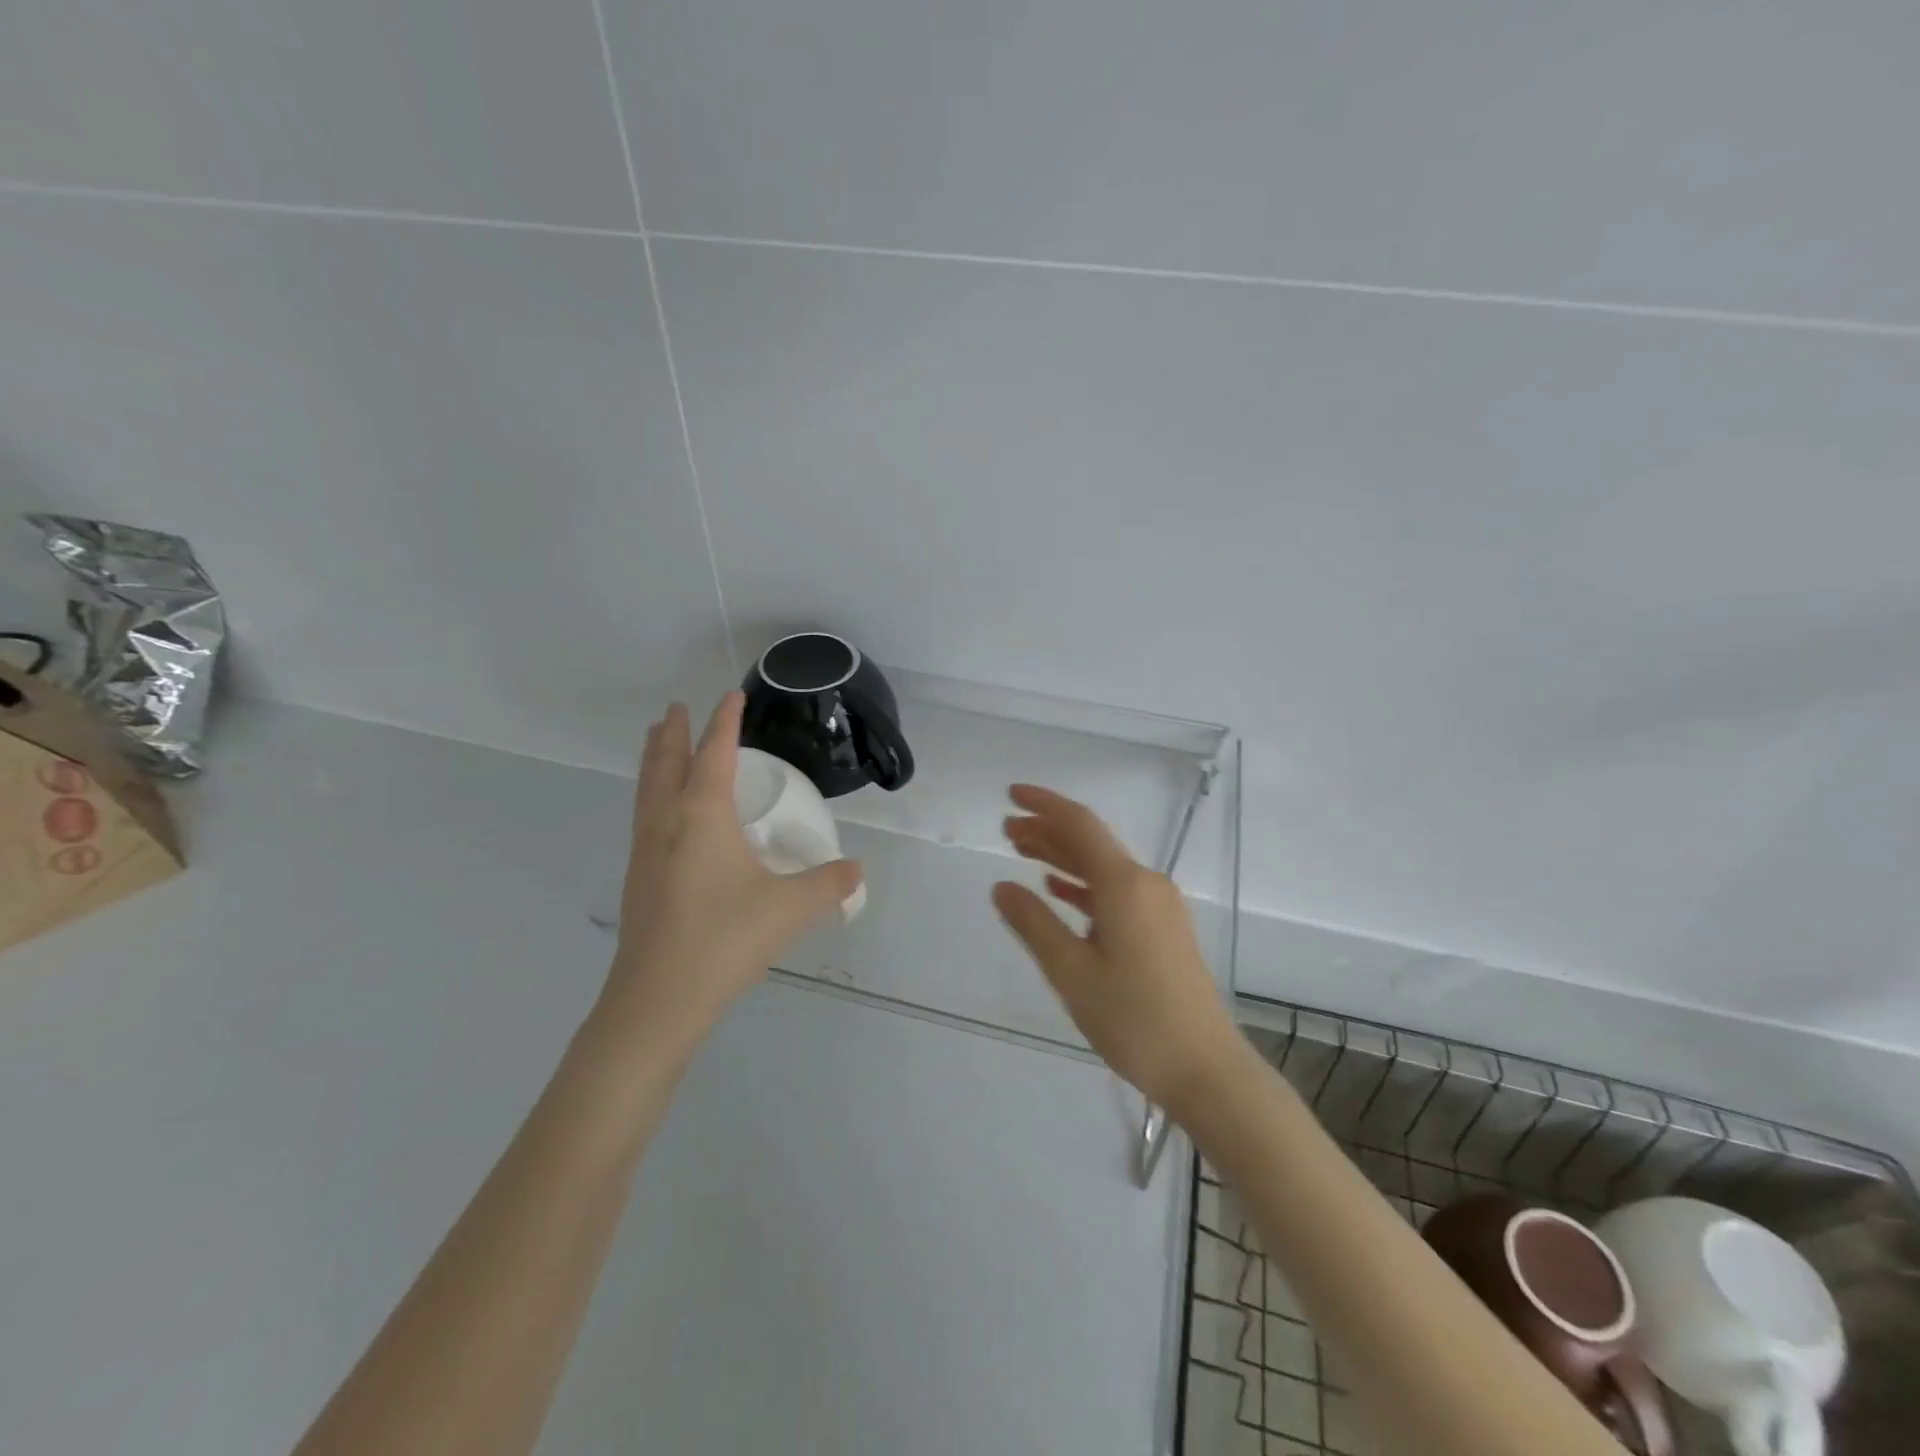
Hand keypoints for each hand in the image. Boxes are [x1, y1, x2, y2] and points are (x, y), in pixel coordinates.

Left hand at [607, 693, 863, 1042]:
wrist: (657, 1000)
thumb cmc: (725, 939)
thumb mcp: (790, 909)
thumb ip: (829, 884)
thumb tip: (858, 870)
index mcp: (701, 815)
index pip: (714, 753)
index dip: (725, 722)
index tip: (731, 695)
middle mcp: (667, 822)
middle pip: (666, 763)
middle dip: (674, 733)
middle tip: (677, 709)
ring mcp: (645, 851)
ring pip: (647, 789)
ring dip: (656, 760)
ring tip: (659, 743)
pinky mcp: (638, 879)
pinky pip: (644, 816)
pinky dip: (653, 793)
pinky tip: (664, 815)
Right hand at [994, 784, 1243, 1115]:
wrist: (1205, 1069)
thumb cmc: (1134, 1020)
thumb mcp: (1072, 973)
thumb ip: (1034, 924)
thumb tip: (1001, 886)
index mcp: (1124, 885)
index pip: (1079, 825)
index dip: (1043, 805)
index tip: (1010, 794)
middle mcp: (1146, 884)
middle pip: (1091, 843)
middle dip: (1047, 831)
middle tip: (1006, 830)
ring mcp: (1159, 906)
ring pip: (1103, 868)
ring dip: (1063, 857)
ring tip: (1023, 853)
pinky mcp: (1163, 929)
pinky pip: (1116, 892)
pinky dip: (1084, 885)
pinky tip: (1060, 891)